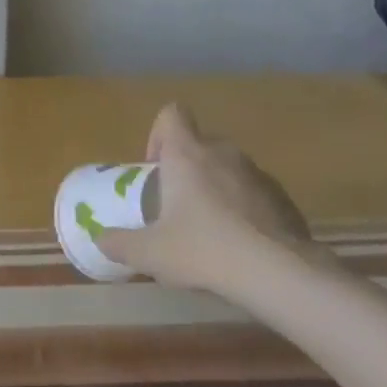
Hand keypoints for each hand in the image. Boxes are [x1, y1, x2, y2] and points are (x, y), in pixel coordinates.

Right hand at [96, 104, 328, 296]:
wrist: (279, 273)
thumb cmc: (204, 250)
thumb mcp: (151, 253)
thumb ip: (121, 244)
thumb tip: (101, 239)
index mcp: (187, 153)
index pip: (172, 113)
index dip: (159, 134)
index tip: (155, 168)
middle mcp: (222, 152)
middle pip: (200, 144)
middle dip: (188, 169)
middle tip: (179, 207)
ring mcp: (258, 174)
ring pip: (229, 169)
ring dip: (218, 190)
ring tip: (213, 232)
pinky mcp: (285, 199)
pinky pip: (257, 194)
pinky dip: (247, 211)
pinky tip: (244, 247)